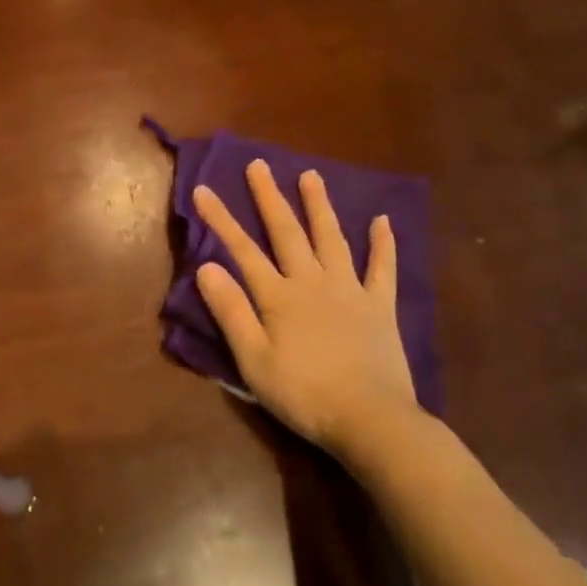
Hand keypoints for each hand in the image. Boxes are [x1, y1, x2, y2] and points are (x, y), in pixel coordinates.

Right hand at [193, 160, 417, 452]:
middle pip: (287, 232)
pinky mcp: (380, 306)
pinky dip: (382, 243)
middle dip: (269, 197)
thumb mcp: (254, 360)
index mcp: (279, 296)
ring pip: (331, 238)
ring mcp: (350, 290)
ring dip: (319, 206)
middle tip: (259, 165)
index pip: (242, 250)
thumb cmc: (304, 394)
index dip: (221, 219)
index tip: (204, 190)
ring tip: (311, 175)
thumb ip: (231, 311)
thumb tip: (207, 266)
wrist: (371, 420)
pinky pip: (382, 268)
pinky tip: (382, 220)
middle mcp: (312, 282)